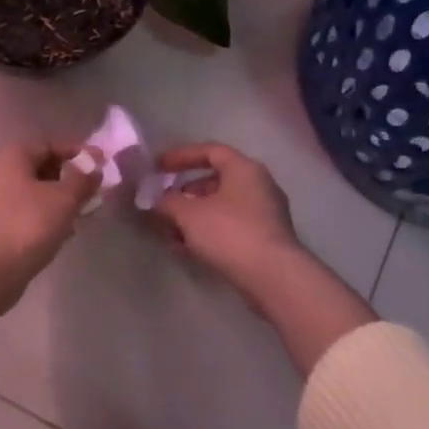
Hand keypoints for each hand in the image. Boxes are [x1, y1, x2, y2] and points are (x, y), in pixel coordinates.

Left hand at [0, 142, 101, 335]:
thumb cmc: (29, 223)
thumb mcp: (64, 198)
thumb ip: (83, 178)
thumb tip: (94, 165)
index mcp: (13, 157)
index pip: (50, 146)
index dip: (78, 154)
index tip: (102, 165)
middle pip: (42, 169)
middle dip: (70, 179)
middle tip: (95, 191)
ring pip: (36, 194)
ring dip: (60, 201)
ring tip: (84, 213)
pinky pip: (27, 213)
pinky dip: (46, 218)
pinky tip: (64, 233)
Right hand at [151, 143, 303, 297]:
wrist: (273, 277)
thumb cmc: (229, 232)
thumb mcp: (188, 214)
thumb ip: (167, 202)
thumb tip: (156, 200)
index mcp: (244, 169)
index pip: (210, 151)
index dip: (181, 156)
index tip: (158, 167)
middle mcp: (259, 185)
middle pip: (215, 181)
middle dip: (185, 193)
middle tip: (164, 204)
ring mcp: (265, 214)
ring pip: (221, 208)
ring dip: (193, 217)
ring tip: (169, 233)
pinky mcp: (265, 240)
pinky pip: (230, 228)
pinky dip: (207, 233)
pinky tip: (185, 249)